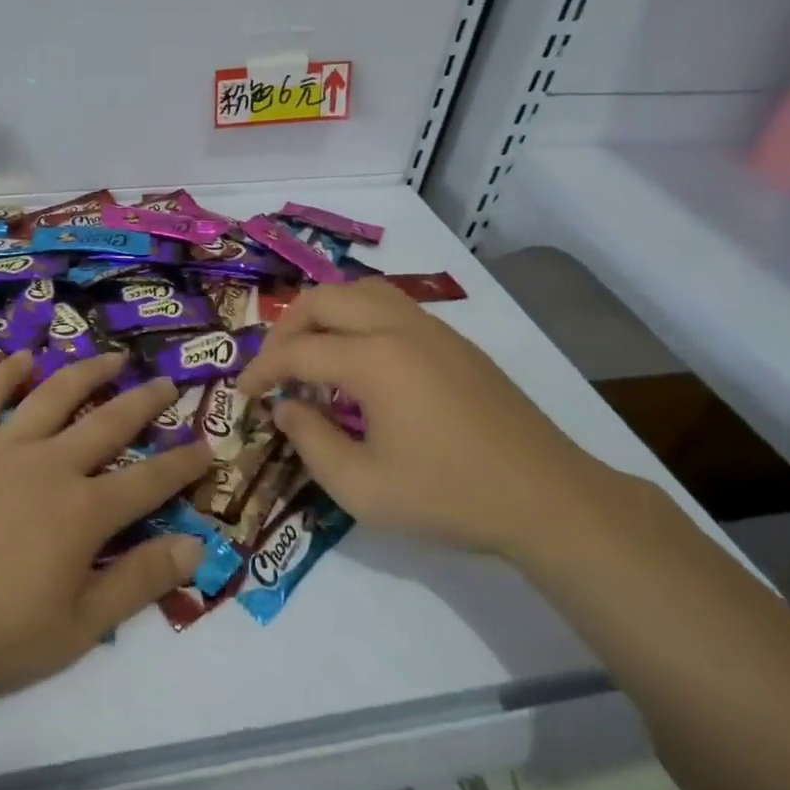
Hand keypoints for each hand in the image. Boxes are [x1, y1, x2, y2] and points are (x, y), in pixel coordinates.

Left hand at [0, 351, 210, 708]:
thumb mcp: (74, 629)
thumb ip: (137, 583)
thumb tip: (195, 546)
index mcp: (83, 511)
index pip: (150, 481)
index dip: (184, 463)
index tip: (209, 445)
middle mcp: (49, 464)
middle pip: (108, 422)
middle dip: (145, 402)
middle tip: (168, 382)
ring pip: (54, 395)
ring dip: (88, 372)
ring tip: (112, 356)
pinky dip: (8, 374)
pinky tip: (24, 359)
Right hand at [237, 279, 606, 557]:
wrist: (546, 498)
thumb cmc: (447, 496)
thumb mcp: (361, 487)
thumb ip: (310, 442)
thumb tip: (286, 408)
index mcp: (373, 359)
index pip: (297, 350)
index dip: (261, 370)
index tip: (242, 394)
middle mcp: (399, 328)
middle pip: (324, 299)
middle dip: (287, 328)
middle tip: (274, 369)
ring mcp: (433, 330)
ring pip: (361, 291)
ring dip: (325, 314)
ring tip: (313, 354)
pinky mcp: (456, 343)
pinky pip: (392, 307)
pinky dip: (358, 319)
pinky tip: (361, 363)